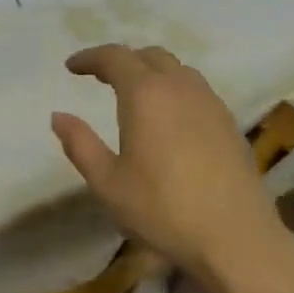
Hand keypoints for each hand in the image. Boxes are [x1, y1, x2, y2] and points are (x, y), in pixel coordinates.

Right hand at [51, 45, 284, 278]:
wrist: (234, 237)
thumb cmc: (162, 210)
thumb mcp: (107, 182)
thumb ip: (80, 144)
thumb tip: (59, 116)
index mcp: (146, 95)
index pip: (115, 57)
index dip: (90, 57)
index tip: (72, 67)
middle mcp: (181, 88)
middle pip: (150, 56)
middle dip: (122, 61)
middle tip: (101, 78)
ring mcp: (211, 103)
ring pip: (178, 70)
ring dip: (152, 72)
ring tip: (135, 95)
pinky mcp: (229, 123)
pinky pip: (197, 90)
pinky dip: (175, 90)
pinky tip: (169, 119)